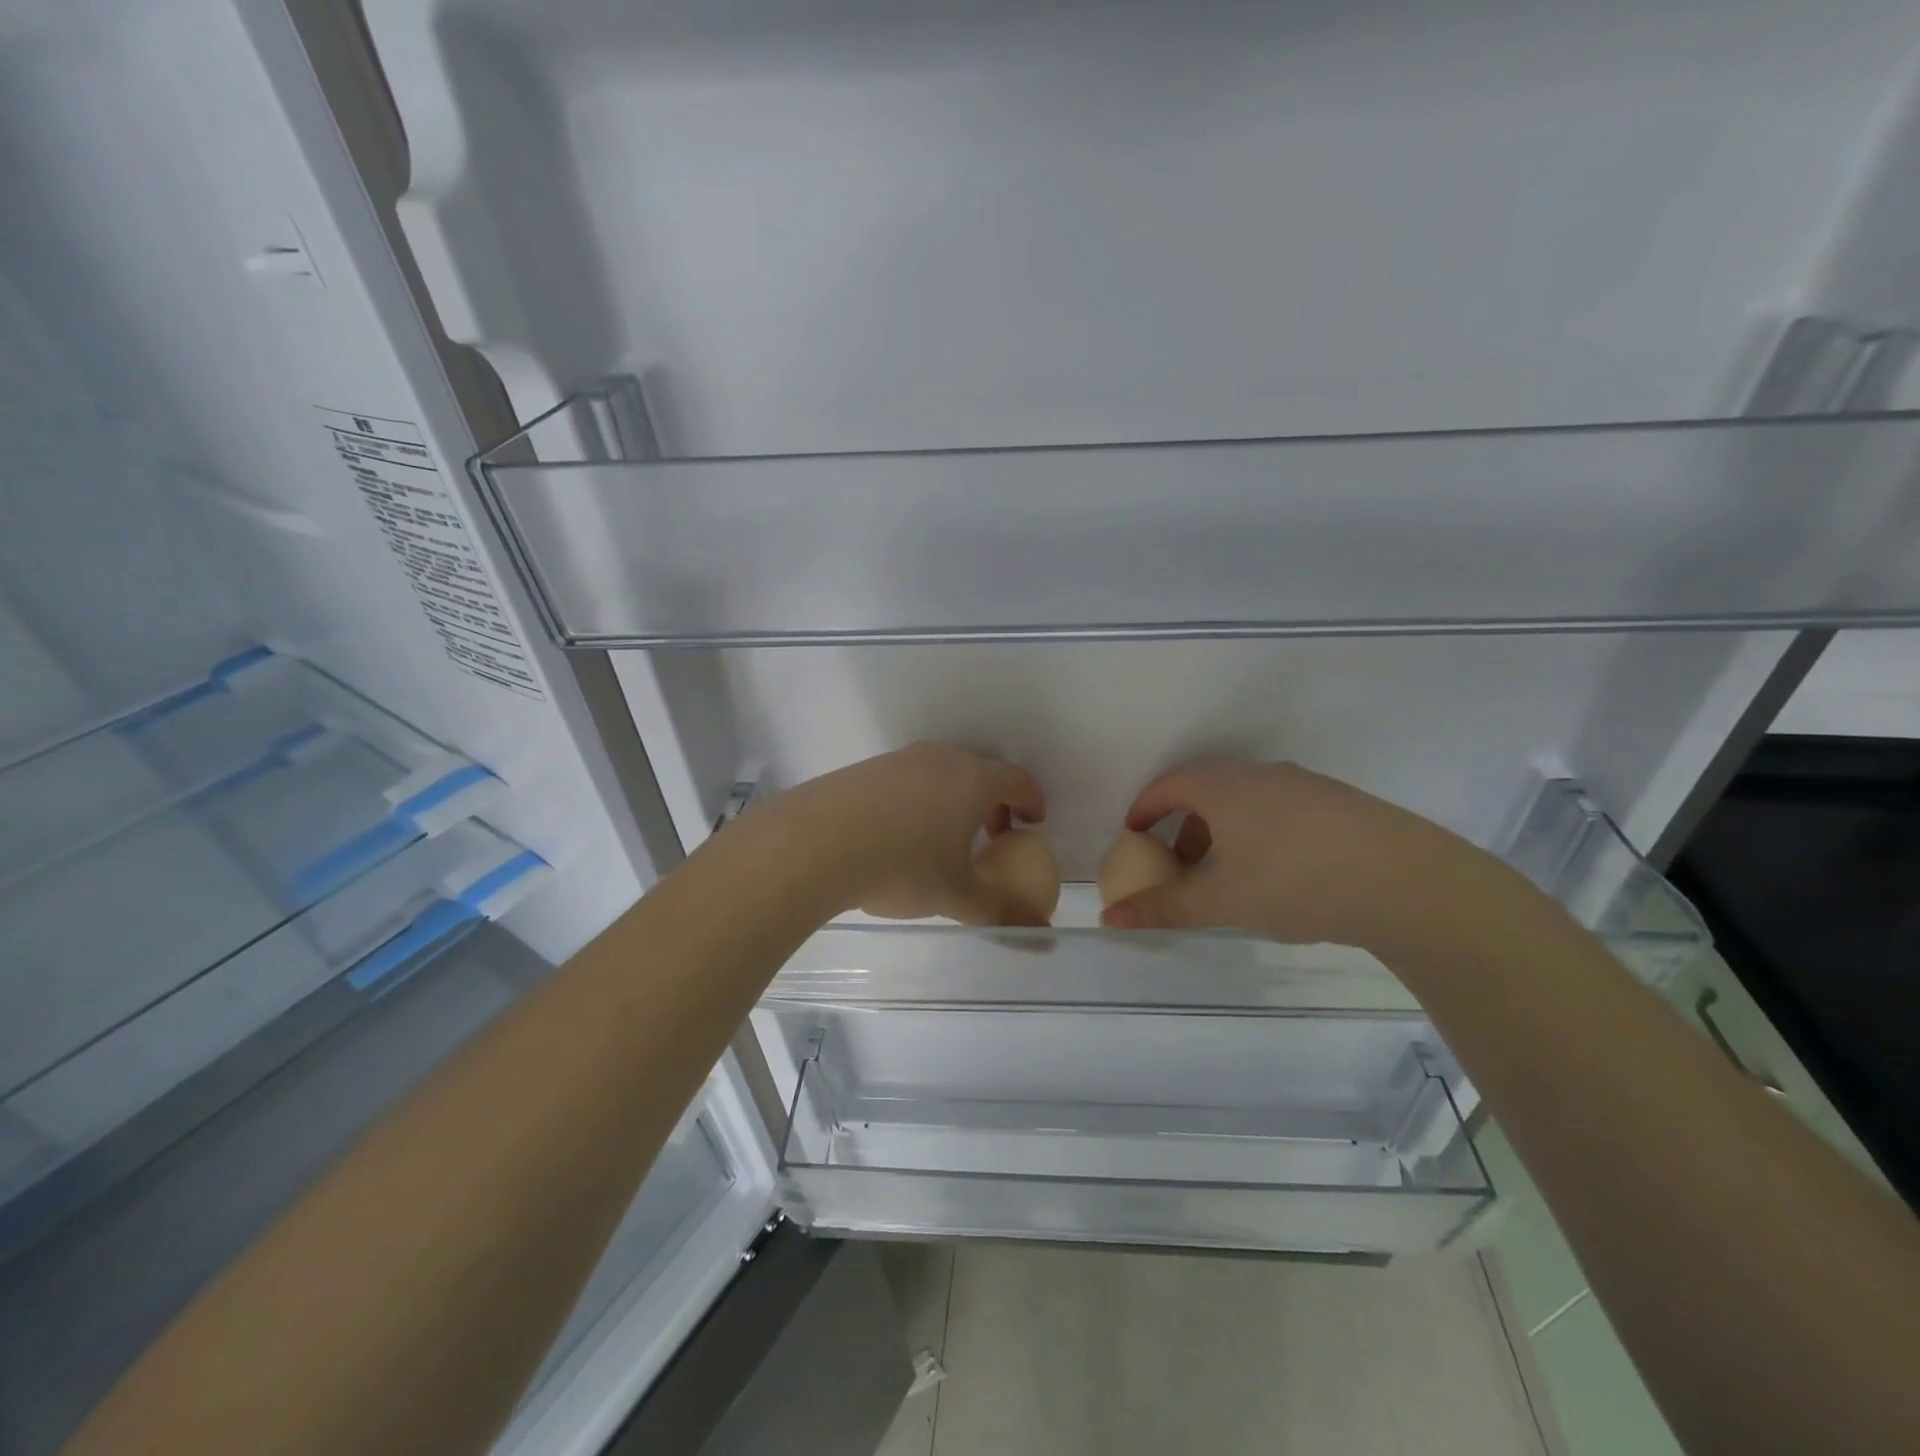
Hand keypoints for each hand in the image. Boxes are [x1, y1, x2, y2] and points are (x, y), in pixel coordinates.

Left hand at [772, 743, 1050, 925]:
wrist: (815, 843)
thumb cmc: (902, 866)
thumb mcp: (957, 896)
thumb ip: (1002, 913)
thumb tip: (1041, 935)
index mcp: (972, 780)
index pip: (1017, 780)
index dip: (1031, 801)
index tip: (1032, 823)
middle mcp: (940, 759)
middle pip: (980, 772)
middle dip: (993, 803)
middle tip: (992, 836)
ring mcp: (899, 760)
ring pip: (941, 774)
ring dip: (954, 801)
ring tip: (944, 839)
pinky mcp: (865, 769)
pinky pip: (907, 780)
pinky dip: (919, 801)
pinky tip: (899, 836)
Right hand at [1099, 760, 1515, 951]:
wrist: (1405, 881)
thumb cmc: (1294, 882)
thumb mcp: (1220, 902)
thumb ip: (1163, 908)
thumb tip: (1109, 917)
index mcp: (1222, 787)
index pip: (1167, 786)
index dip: (1143, 811)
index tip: (1133, 837)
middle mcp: (1259, 775)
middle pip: (1205, 790)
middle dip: (1182, 824)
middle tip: (1177, 862)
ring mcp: (1303, 785)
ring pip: (1245, 801)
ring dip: (1222, 830)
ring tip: (1226, 873)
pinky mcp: (1338, 802)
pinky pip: (1279, 809)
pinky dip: (1259, 832)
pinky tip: (1278, 873)